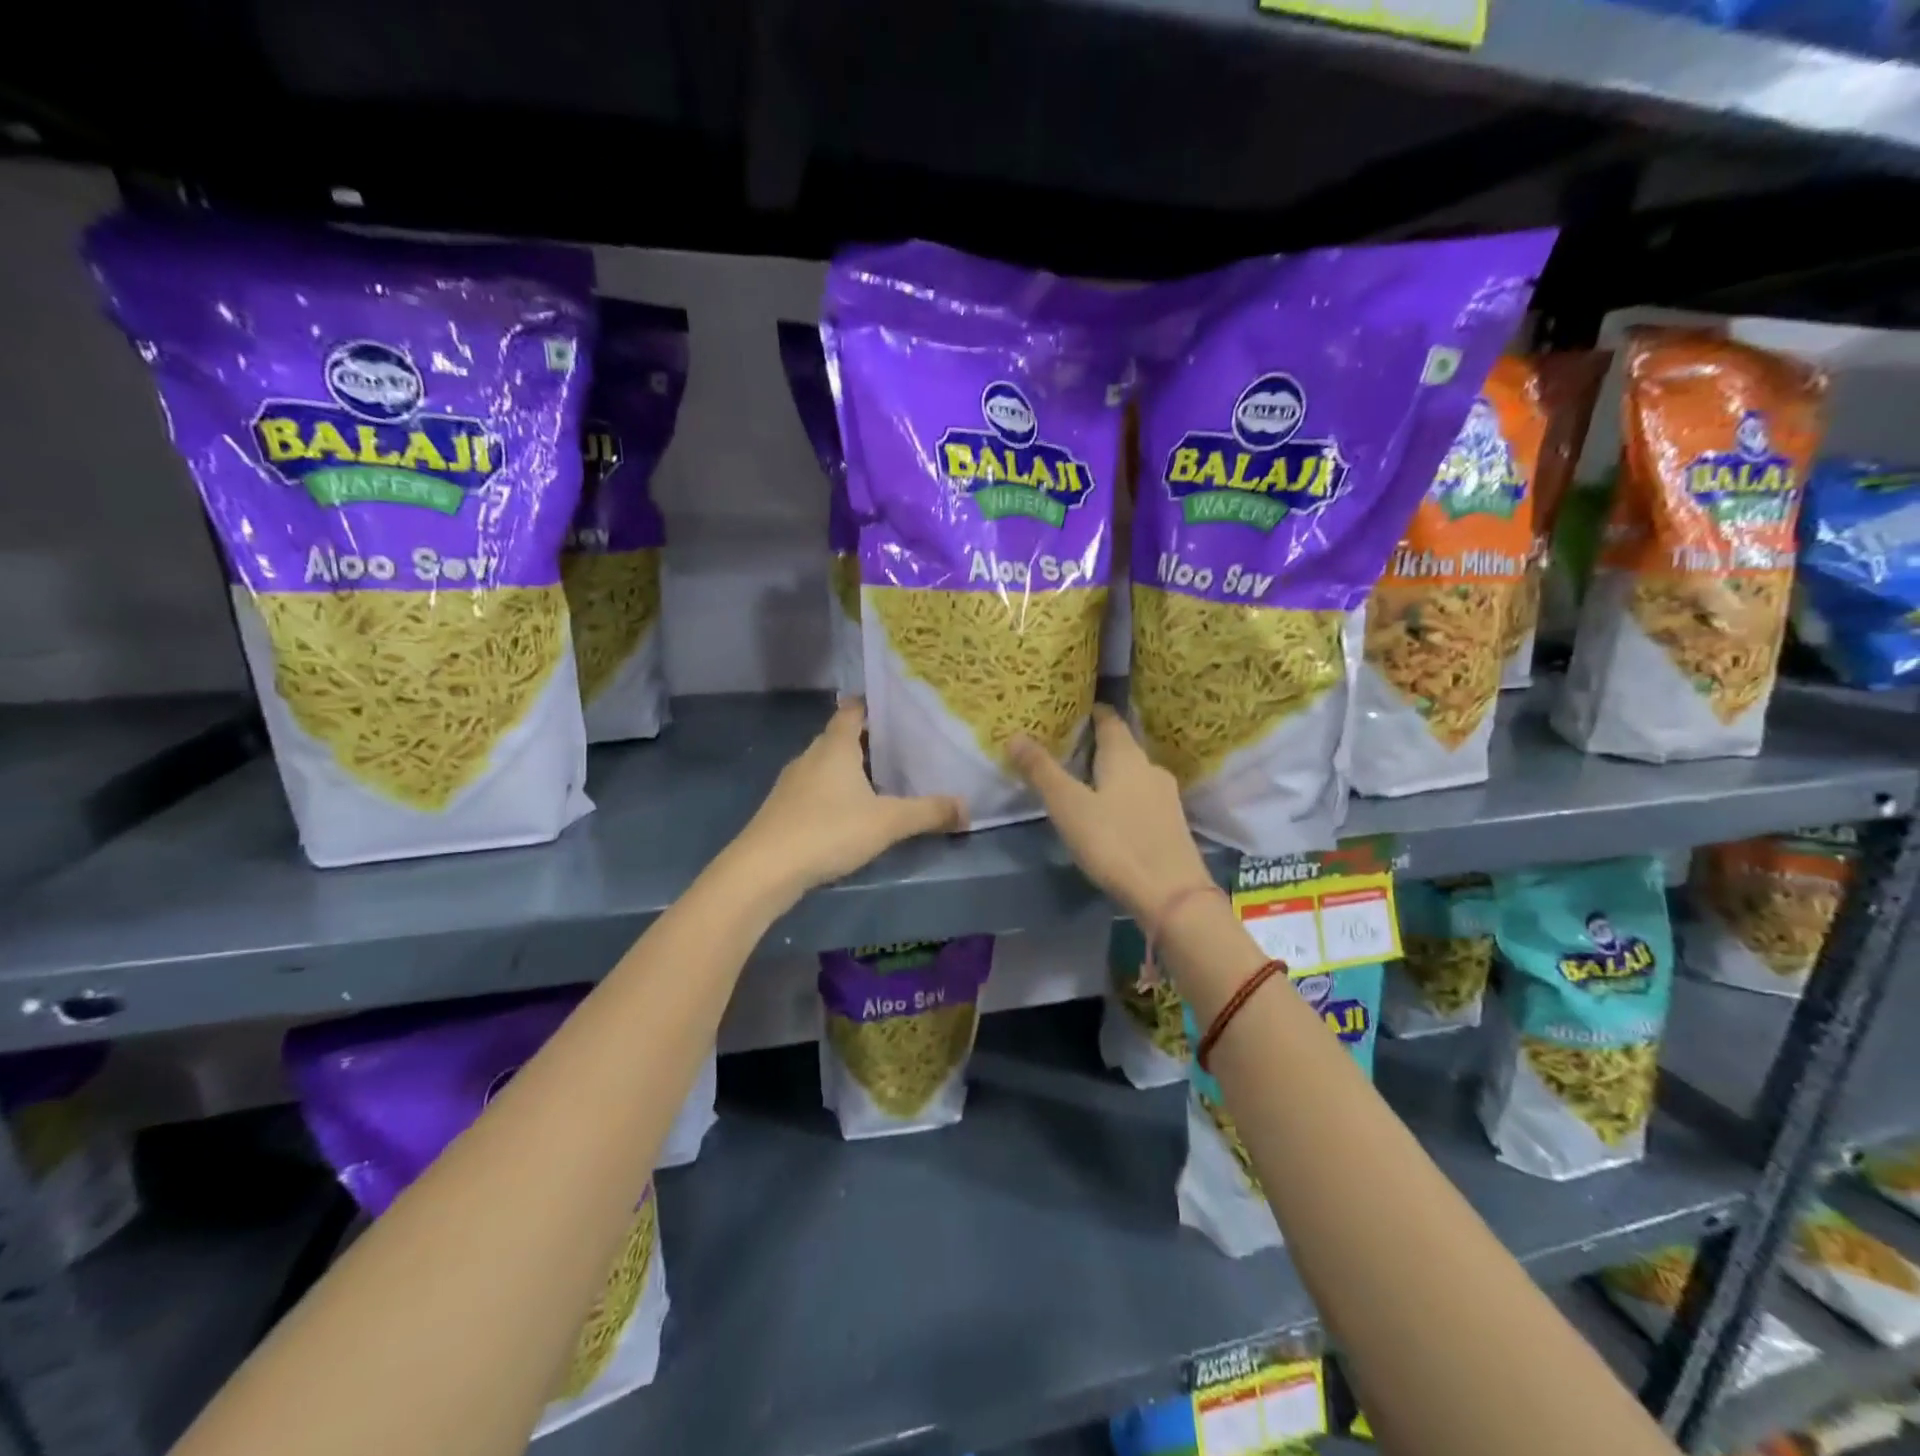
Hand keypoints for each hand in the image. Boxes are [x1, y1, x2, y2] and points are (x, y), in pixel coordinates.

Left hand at [731, 700, 965, 896]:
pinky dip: (834, 794)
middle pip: (841, 738)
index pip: (853, 710)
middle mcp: (811, 756)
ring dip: (851, 770)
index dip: (874, 706)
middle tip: (904, 750)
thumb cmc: (828, 831)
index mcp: (835, 746)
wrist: (763, 870)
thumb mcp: (888, 822)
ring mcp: (792, 783)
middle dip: (869, 742)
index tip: (899, 710)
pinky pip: (815, 790)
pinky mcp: (782, 810)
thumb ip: (929, 812)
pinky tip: (850, 815)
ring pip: (827, 766)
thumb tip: (968, 808)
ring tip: (883, 782)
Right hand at [1008, 704, 1213, 922]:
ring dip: (1110, 772)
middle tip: (1066, 747)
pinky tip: (1109, 812)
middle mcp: (1150, 768)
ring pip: (1133, 773)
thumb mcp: (1068, 806)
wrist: (1171, 895)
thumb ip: (1042, 771)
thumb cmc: (1115, 843)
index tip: (1070, 710)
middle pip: (1122, 746)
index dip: (1091, 712)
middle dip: (1096, 744)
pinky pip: (1141, 797)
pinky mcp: (1171, 824)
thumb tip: (1015, 735)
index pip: (1109, 720)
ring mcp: (1165, 797)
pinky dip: (1122, 795)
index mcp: (1126, 756)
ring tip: (1082, 780)